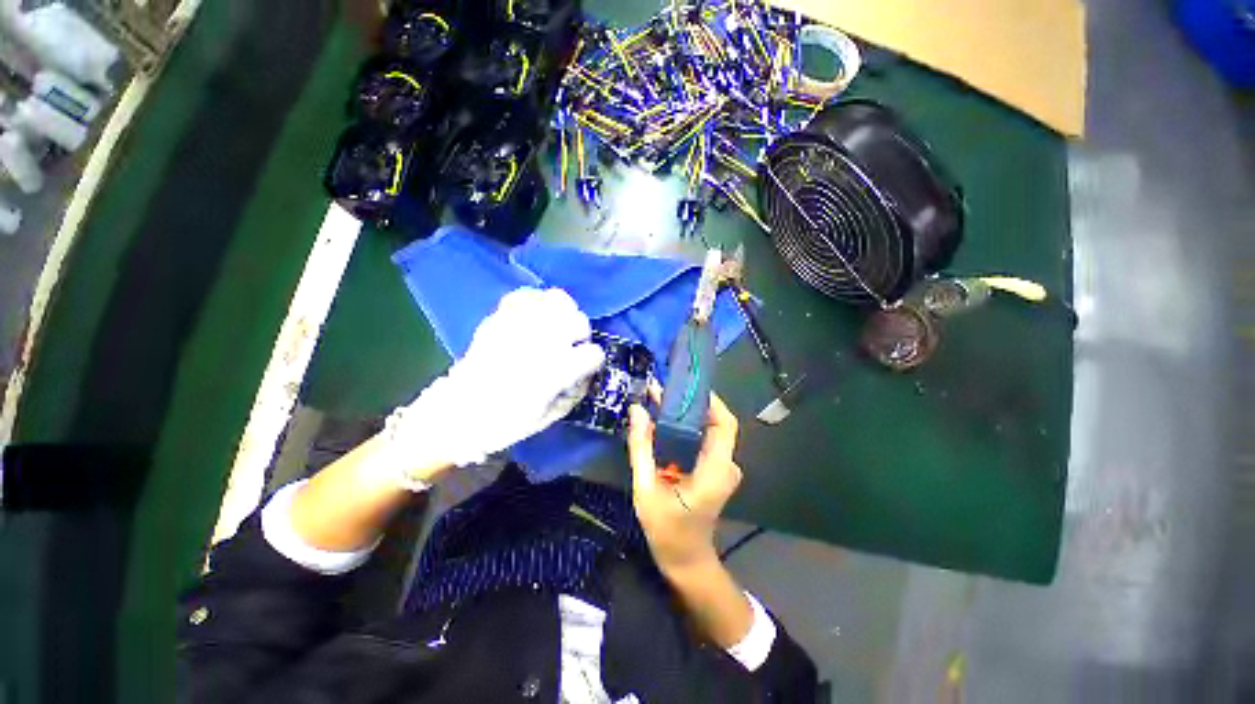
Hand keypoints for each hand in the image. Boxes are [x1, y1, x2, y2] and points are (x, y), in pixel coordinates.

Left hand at [390, 287, 604, 468]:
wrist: (458, 412)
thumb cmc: (505, 422)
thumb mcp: (548, 417)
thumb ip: (575, 393)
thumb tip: (587, 373)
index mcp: (554, 372)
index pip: (593, 353)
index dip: (593, 361)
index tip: (585, 367)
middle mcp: (541, 343)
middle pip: (580, 321)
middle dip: (581, 334)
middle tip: (572, 345)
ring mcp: (519, 326)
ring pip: (558, 300)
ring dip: (565, 313)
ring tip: (558, 325)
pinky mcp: (500, 318)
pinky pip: (527, 296)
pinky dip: (537, 302)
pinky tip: (537, 316)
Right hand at [627, 393, 742, 574]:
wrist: (685, 560)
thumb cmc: (667, 531)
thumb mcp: (646, 489)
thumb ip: (641, 447)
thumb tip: (637, 409)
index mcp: (716, 470)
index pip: (725, 423)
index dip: (709, 400)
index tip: (684, 384)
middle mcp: (726, 465)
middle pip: (716, 422)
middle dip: (690, 402)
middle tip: (662, 388)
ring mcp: (722, 468)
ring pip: (708, 429)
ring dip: (685, 413)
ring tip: (659, 399)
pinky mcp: (714, 469)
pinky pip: (703, 440)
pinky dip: (685, 427)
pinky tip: (663, 421)